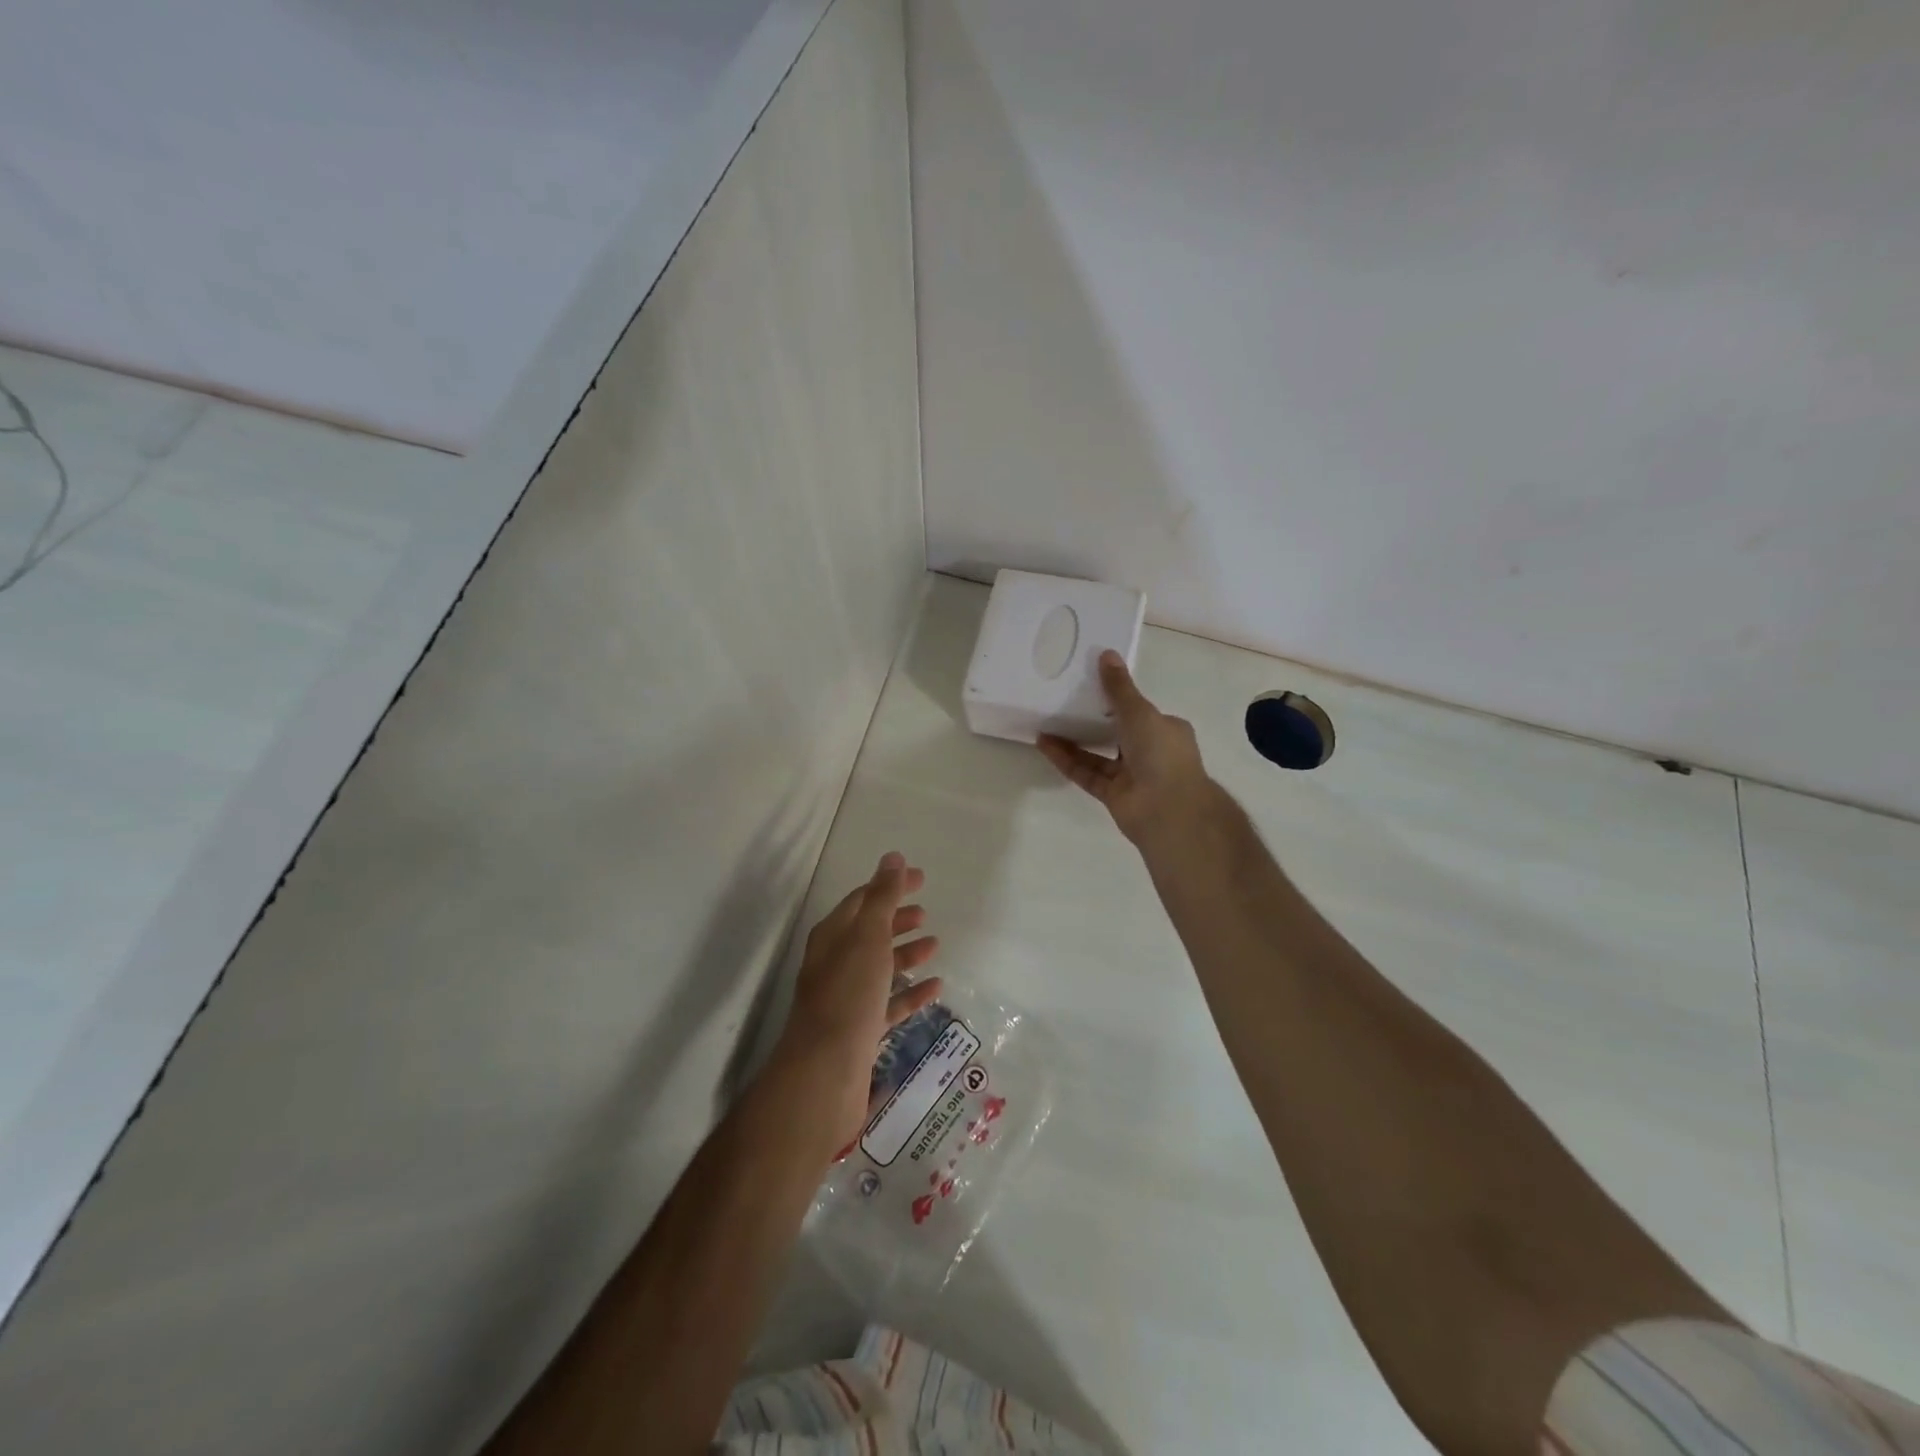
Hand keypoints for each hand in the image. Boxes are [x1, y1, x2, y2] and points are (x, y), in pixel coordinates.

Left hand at [775, 852, 941, 1147]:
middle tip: (926, 912)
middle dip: (896, 919)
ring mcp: (847, 998)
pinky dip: (911, 992)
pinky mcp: (860, 1030)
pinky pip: (889, 1003)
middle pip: (869, 932)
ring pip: (880, 967)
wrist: (826, 1071)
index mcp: (833, 936)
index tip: (921, 879)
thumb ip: (883, 897)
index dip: (890, 886)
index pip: (863, 899)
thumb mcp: (869, 936)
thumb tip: (893, 857)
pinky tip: (936, 988)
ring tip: (934, 945)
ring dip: (905, 954)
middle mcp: (835, 963)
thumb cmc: (848, 994)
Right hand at [1038, 650, 1216, 848]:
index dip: (1119, 699)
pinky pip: (1086, 773)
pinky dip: (1067, 760)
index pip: (1141, 712)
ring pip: (1097, 755)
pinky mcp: (1112, 795)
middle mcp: (1151, 752)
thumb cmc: (1160, 753)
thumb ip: (1119, 687)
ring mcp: (1131, 776)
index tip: (1092, 686)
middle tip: (1063, 703)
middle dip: (1092, 721)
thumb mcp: (1140, 711)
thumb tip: (1106, 653)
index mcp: (1166, 730)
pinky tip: (1045, 745)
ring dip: (1073, 741)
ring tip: (1046, 723)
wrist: (1167, 809)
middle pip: (1117, 733)